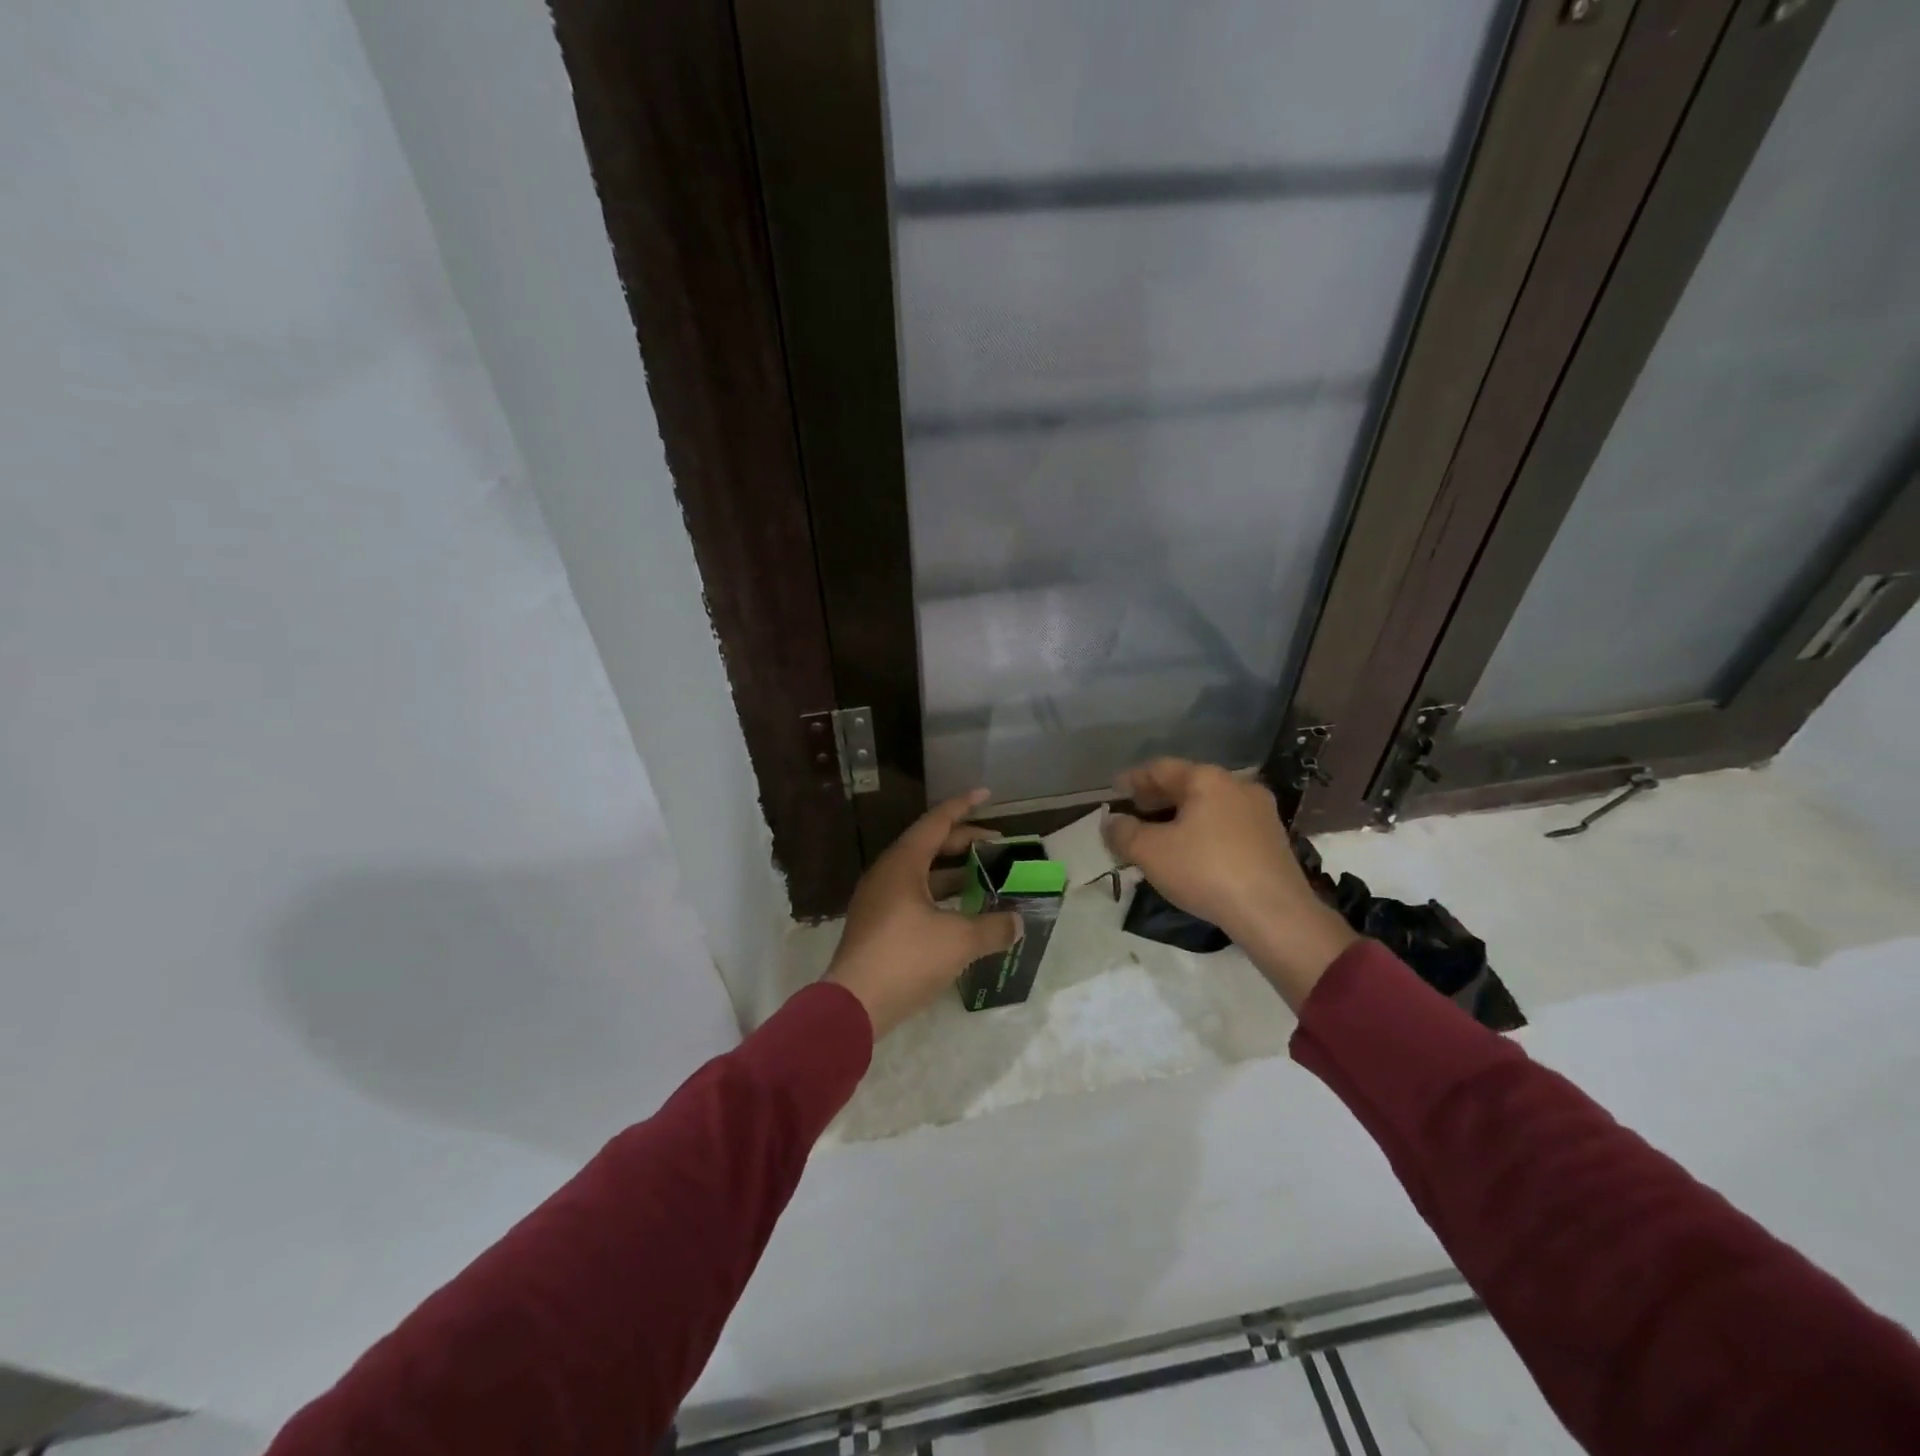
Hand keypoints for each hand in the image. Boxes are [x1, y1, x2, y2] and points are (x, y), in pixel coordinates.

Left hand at [825, 790, 1022, 1038]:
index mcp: (903, 864)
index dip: (963, 806)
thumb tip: (1018, 922)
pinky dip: (940, 895)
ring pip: (921, 873)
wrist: (854, 1005)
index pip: (937, 822)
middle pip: (929, 845)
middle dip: (964, 841)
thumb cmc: (906, 959)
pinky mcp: (877, 924)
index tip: (986, 794)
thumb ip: (993, 928)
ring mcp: (878, 899)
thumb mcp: (959, 941)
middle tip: (997, 844)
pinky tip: (961, 911)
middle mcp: (887, 874)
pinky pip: (913, 895)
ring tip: (985, 876)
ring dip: (953, 872)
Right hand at [1102, 759, 1356, 1008]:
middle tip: (1134, 810)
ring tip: (1159, 834)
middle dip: (1158, 797)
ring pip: (1209, 806)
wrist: (1275, 914)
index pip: (1161, 768)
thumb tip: (1111, 822)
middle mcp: (1237, 786)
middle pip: (1188, 784)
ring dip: (1181, 816)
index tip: (1114, 789)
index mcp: (1207, 779)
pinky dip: (1203, 831)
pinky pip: (1227, 826)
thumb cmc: (1206, 871)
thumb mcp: (1151, 852)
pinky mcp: (1273, 840)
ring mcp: (1260, 813)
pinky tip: (1192, 852)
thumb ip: (1124, 833)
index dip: (1133, 778)